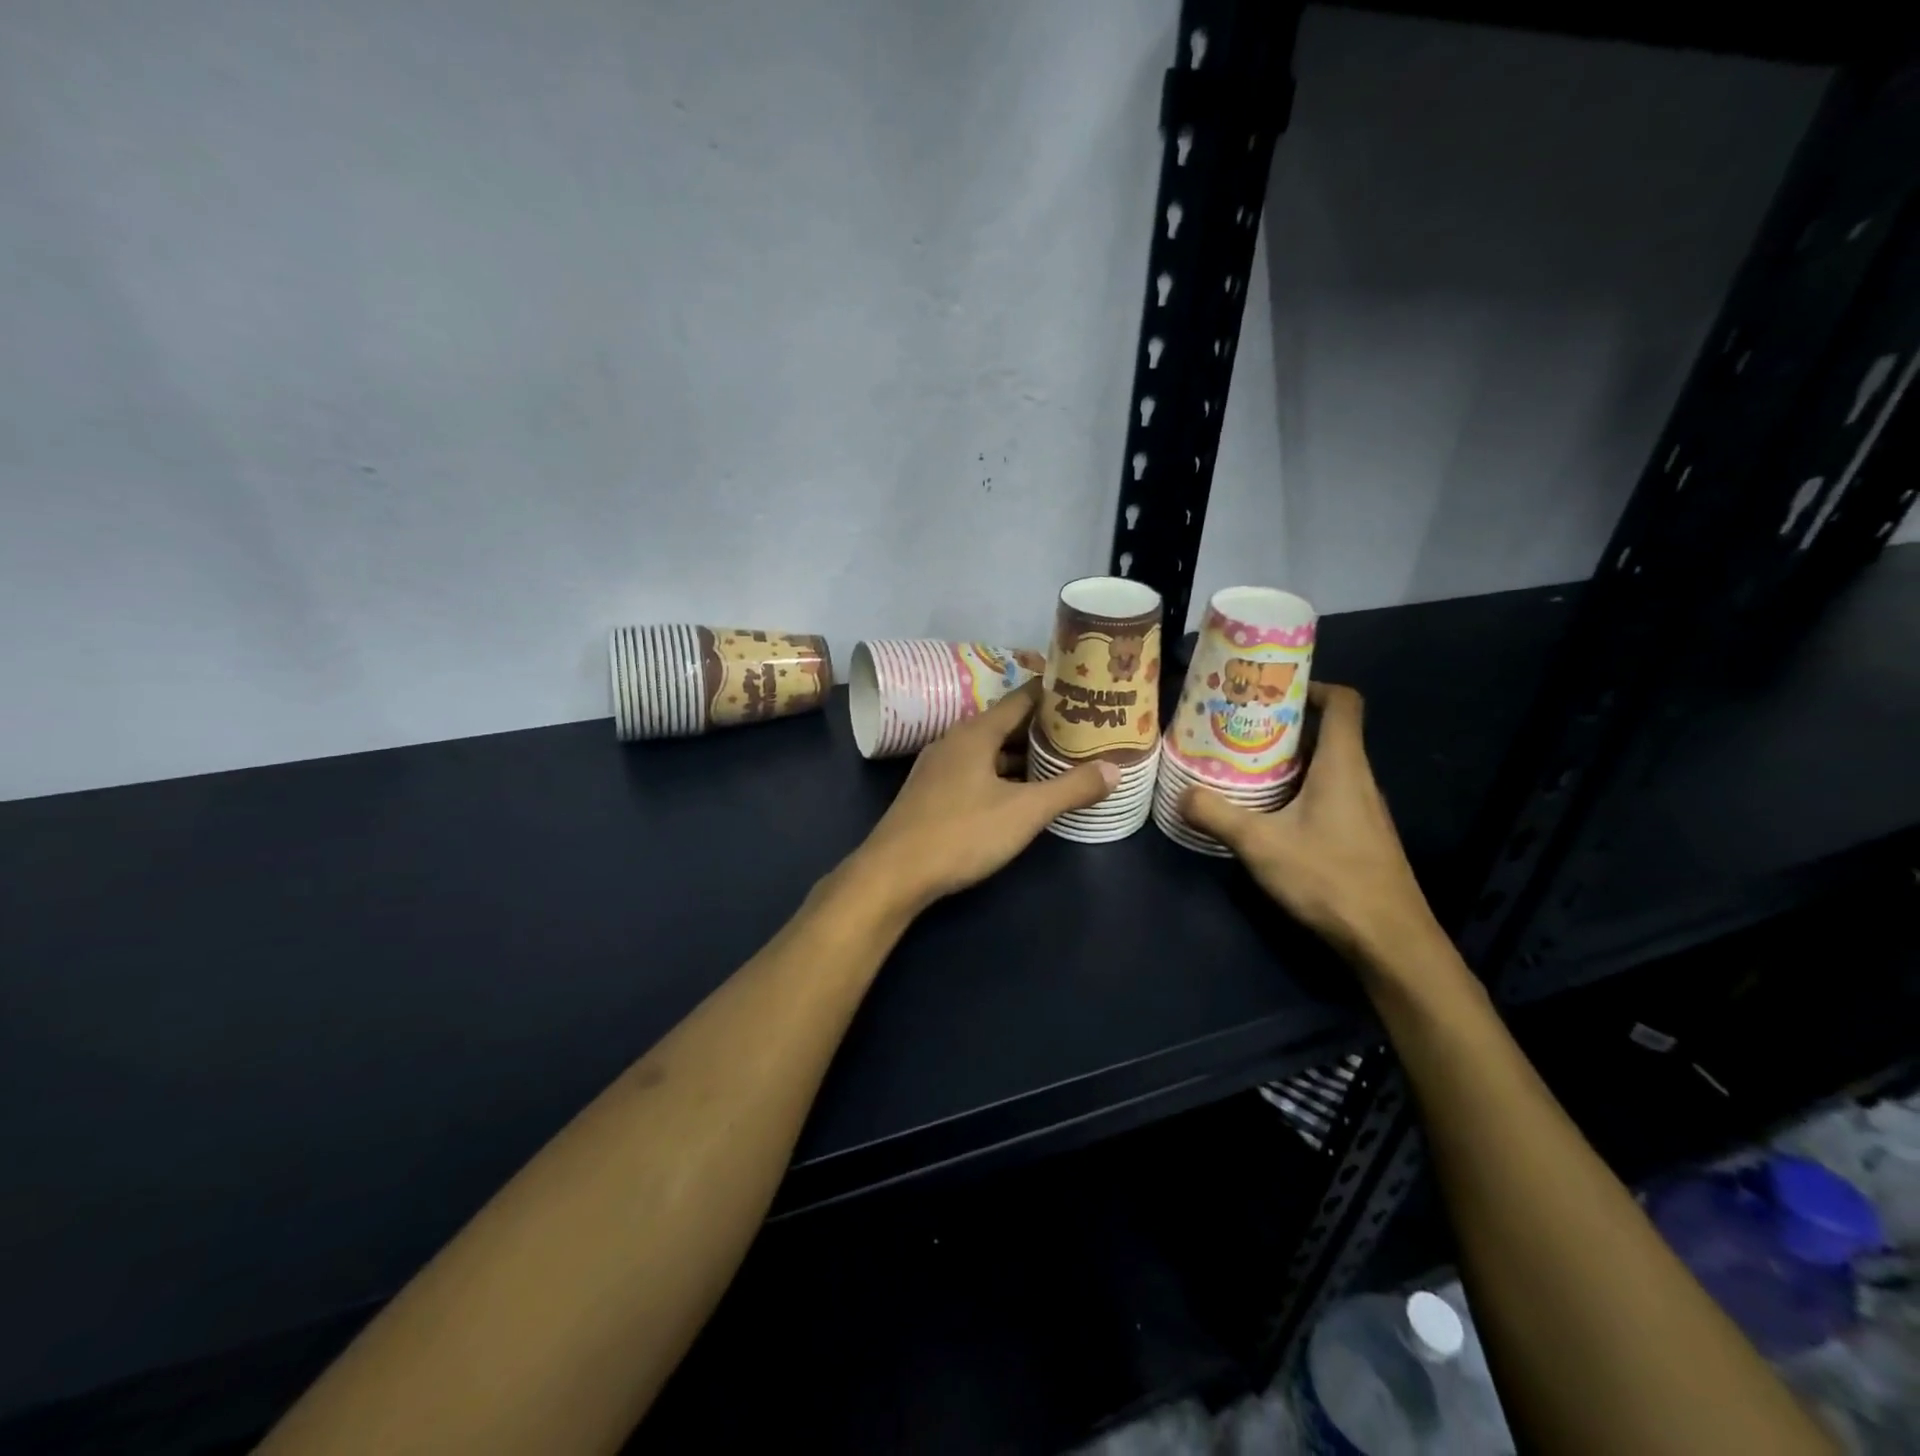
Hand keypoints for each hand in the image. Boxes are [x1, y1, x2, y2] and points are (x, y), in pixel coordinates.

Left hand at [849, 681, 1117, 912]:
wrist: (894, 874)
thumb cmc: (961, 833)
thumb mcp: (1024, 812)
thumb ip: (1070, 789)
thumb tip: (1115, 769)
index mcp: (975, 733)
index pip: (1021, 698)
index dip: (1053, 694)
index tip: (1084, 693)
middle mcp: (954, 741)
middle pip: (1005, 724)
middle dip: (1043, 728)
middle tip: (1083, 731)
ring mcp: (939, 768)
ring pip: (989, 751)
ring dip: (1022, 755)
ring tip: (1060, 761)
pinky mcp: (932, 793)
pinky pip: (976, 771)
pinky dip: (1002, 775)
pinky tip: (1021, 793)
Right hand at [1182, 683, 1443, 971]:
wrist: (1388, 940)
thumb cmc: (1329, 878)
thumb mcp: (1261, 844)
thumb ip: (1217, 815)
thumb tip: (1181, 794)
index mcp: (1342, 765)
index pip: (1343, 702)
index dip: (1313, 686)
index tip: (1272, 690)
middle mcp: (1357, 778)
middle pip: (1326, 732)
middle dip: (1283, 725)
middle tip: (1238, 727)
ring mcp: (1362, 808)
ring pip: (1324, 766)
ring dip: (1287, 760)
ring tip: (1242, 764)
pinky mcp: (1359, 834)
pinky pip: (1327, 793)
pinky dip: (1297, 789)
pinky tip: (1266, 810)